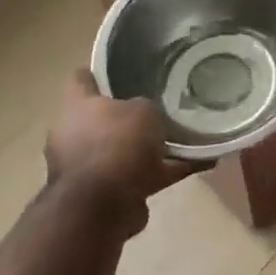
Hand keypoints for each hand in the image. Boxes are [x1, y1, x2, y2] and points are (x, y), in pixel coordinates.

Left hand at [45, 70, 196, 237]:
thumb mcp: (143, 109)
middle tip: (160, 106)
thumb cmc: (117, 143)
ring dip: (149, 148)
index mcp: (76, 108)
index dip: (99, 71)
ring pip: (123, 151)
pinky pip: (143, 177)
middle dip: (128, 116)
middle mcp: (74, 136)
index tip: (123, 66)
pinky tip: (201, 163)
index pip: (80, 79)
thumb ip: (144, 108)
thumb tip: (145, 115)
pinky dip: (168, 171)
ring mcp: (88, 169)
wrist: (103, 208)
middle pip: (102, 118)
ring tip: (187, 137)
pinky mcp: (107, 196)